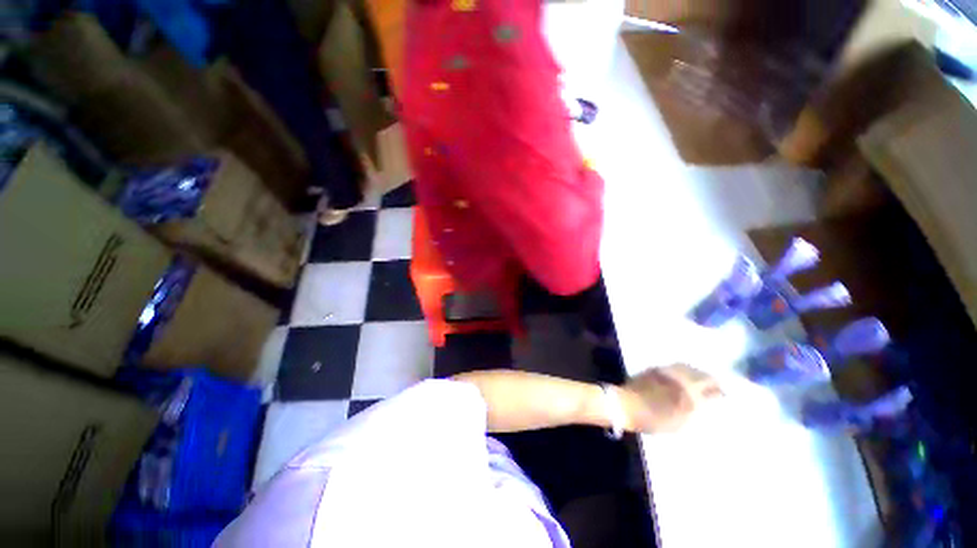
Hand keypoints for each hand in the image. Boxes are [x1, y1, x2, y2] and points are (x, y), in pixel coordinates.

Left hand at [620, 363, 723, 433]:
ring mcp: (666, 371)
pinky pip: (673, 366)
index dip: (720, 390)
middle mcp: (680, 377)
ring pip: (687, 367)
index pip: (712, 387)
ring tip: (700, 379)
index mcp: (690, 392)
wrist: (626, 405)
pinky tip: (682, 375)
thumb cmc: (654, 419)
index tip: (725, 393)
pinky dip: (682, 370)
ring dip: (696, 372)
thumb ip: (694, 409)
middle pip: (700, 374)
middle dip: (710, 379)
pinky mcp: (654, 369)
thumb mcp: (681, 422)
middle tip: (715, 385)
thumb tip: (703, 401)